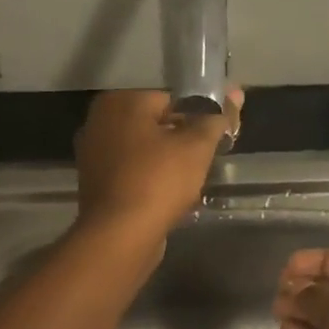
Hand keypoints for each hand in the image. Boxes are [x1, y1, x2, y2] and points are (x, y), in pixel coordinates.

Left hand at [74, 89, 241, 250]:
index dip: (198, 119)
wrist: (120, 236)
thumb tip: (235, 92)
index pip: (171, 100)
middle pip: (155, 126)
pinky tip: (167, 199)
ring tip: (188, 185)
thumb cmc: (159, 181)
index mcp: (121, 102)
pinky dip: (150, 182)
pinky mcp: (94, 185)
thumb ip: (216, 118)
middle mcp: (99, 122)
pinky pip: (132, 174)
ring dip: (167, 165)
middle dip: (181, 143)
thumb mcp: (197, 147)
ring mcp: (92, 155)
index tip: (214, 141)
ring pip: (144, 152)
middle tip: (203, 164)